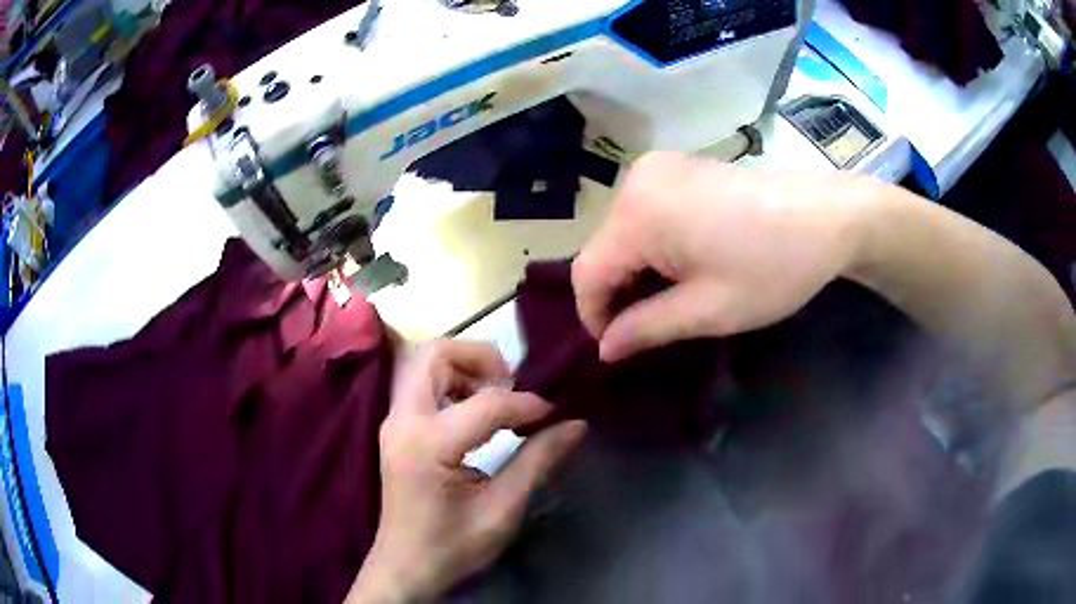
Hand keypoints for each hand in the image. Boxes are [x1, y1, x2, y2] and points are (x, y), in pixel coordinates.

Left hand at [349, 340, 585, 603]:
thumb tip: (576, 424)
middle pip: (435, 354)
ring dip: (465, 369)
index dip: (528, 405)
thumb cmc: (452, 547)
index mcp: (427, 443)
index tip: (554, 417)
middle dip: (481, 359)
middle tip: (513, 387)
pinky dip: (453, 384)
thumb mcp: (502, 510)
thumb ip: (538, 462)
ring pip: (425, 363)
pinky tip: (476, 416)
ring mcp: (394, 422)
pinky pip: (423, 384)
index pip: (486, 403)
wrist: (406, 568)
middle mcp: (403, 420)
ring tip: (497, 401)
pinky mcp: (397, 429)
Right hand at [573, 151, 875, 361]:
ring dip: (636, 271)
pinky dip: (653, 246)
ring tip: (671, 299)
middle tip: (650, 329)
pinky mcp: (677, 167)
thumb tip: (605, 349)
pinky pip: (644, 213)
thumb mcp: (709, 310)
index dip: (594, 317)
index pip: (587, 273)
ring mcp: (657, 168)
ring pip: (622, 233)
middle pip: (603, 250)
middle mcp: (636, 181)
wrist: (828, 215)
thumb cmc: (773, 266)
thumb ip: (647, 329)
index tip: (620, 348)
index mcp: (638, 213)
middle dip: (619, 294)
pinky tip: (684, 264)